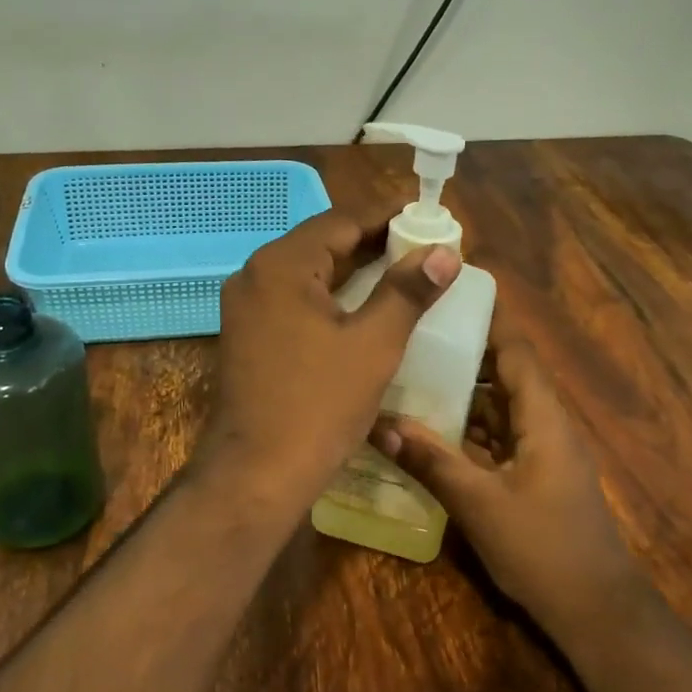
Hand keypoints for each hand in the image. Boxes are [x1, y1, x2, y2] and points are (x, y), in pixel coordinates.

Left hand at [200, 208, 459, 514]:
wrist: (256, 475)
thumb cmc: (318, 406)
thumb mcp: (373, 345)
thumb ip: (408, 291)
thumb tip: (445, 252)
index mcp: (280, 265)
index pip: (341, 221)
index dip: (388, 216)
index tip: (428, 216)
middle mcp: (255, 276)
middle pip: (322, 244)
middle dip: (373, 242)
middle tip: (423, 246)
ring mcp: (245, 308)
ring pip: (308, 274)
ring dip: (352, 270)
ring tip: (402, 272)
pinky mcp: (247, 336)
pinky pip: (294, 301)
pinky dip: (330, 297)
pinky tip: (363, 309)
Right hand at [372, 314, 638, 630]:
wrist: (596, 612)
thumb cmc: (544, 549)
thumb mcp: (480, 503)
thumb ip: (431, 460)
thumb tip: (378, 423)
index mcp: (543, 417)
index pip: (515, 350)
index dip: (487, 320)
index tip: (448, 294)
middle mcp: (544, 424)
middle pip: (503, 374)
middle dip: (462, 353)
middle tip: (411, 335)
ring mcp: (540, 452)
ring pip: (497, 408)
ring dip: (461, 393)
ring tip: (410, 374)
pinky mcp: (532, 476)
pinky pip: (496, 437)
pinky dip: (466, 428)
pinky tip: (427, 431)